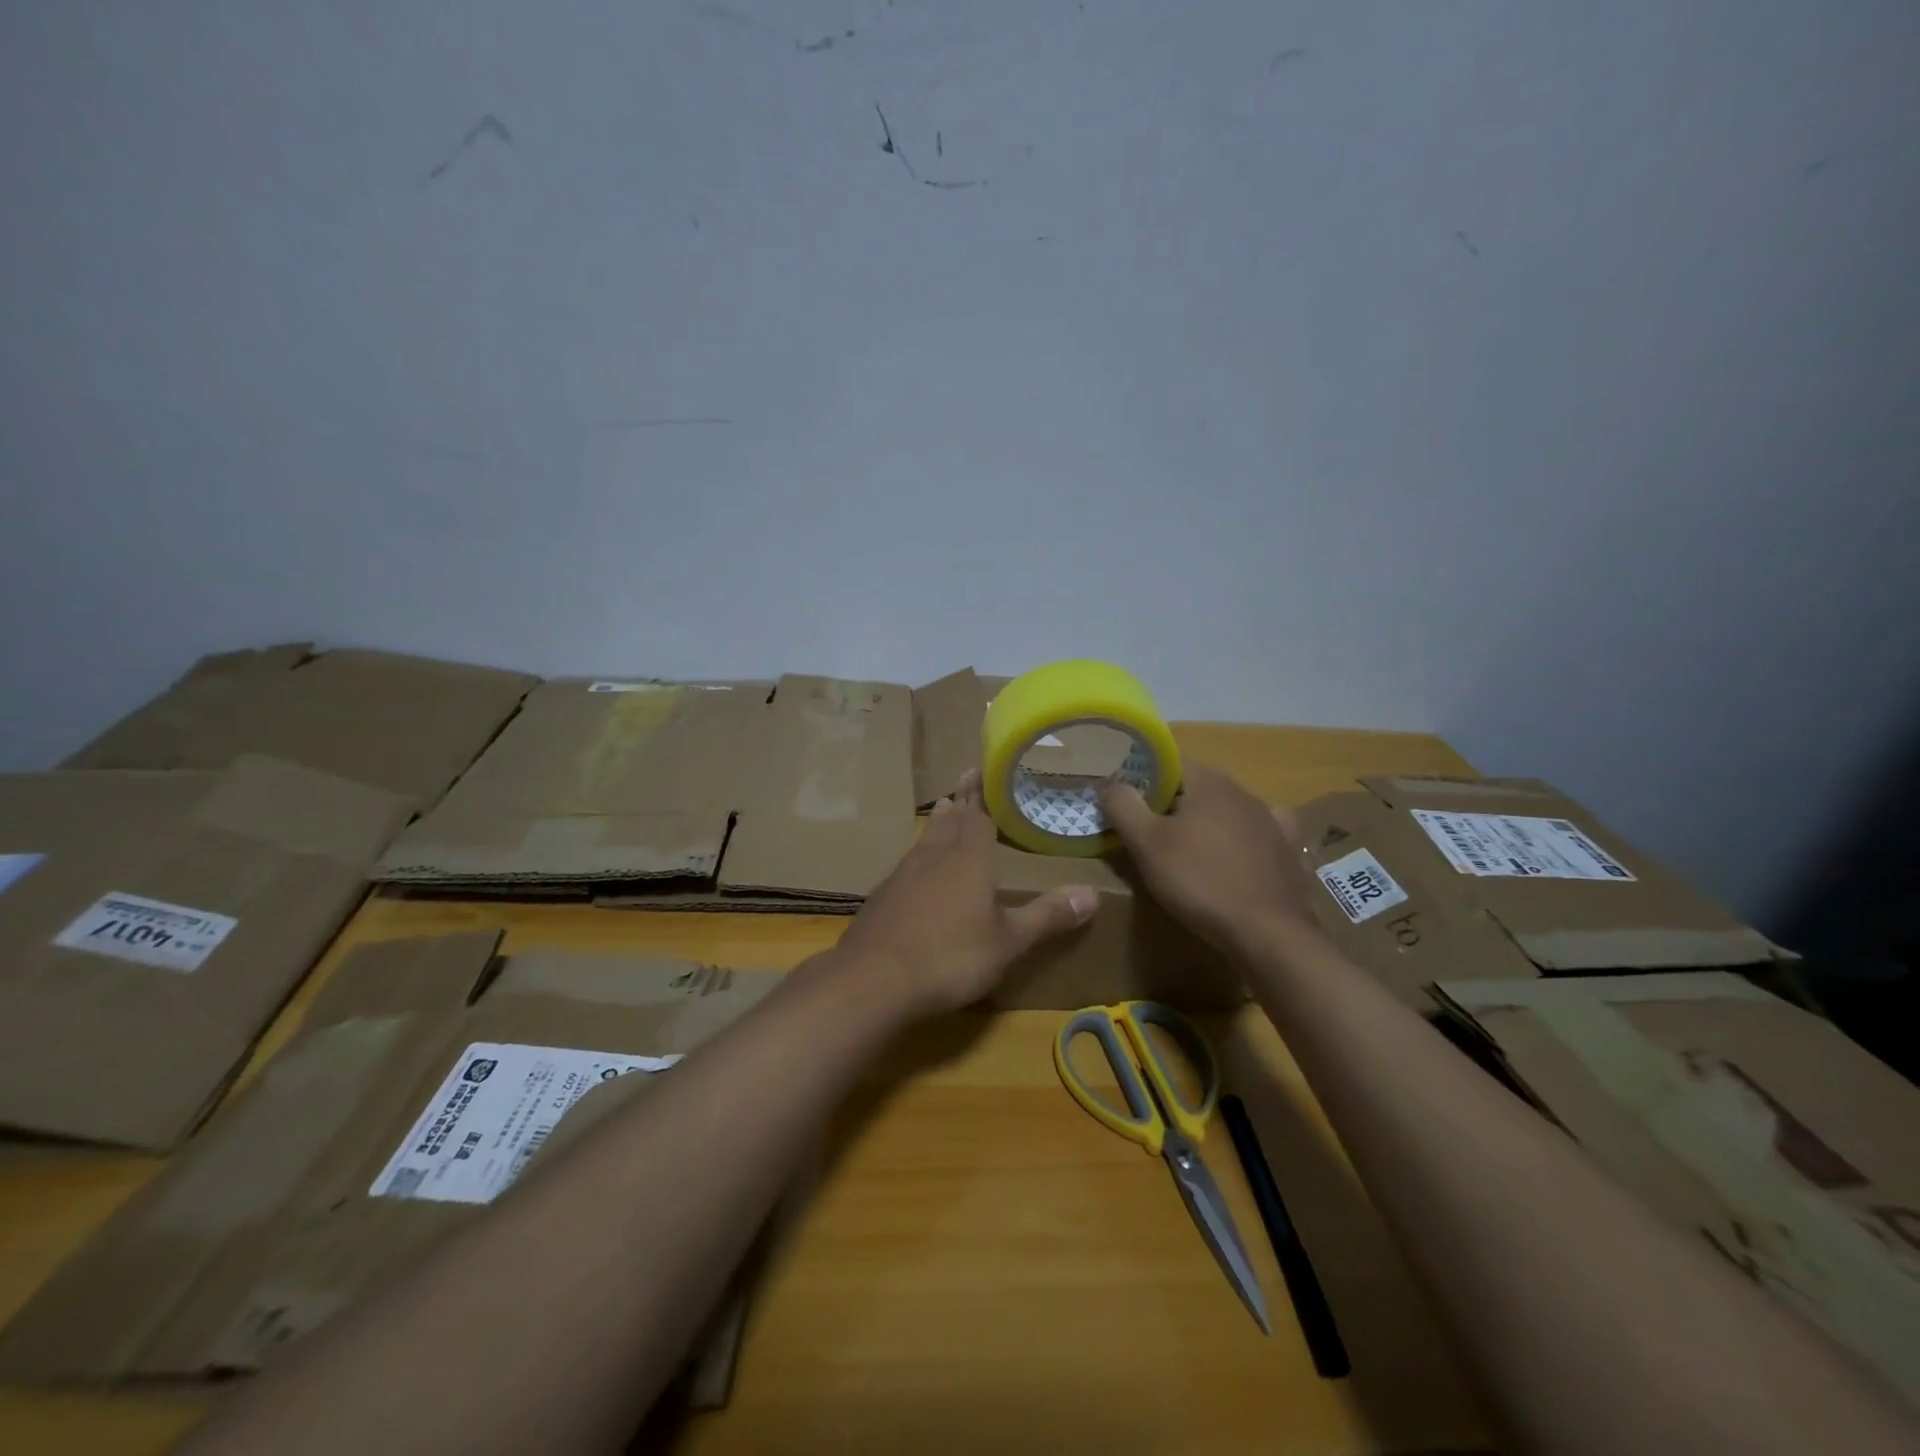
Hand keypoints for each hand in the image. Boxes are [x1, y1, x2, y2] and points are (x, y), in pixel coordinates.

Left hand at [833, 771, 1098, 1016]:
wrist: (874, 979)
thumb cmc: (950, 956)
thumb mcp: (1008, 942)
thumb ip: (1047, 916)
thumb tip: (1093, 893)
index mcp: (969, 858)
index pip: (979, 815)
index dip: (983, 794)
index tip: (983, 769)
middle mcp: (935, 855)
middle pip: (951, 820)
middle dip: (962, 800)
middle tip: (966, 778)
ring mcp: (904, 873)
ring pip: (927, 837)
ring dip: (939, 821)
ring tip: (945, 807)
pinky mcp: (884, 894)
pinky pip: (909, 861)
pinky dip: (920, 851)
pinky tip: (917, 865)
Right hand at [1099, 762, 1320, 956]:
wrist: (1269, 933)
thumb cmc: (1200, 881)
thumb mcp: (1146, 844)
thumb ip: (1123, 805)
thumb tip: (1109, 781)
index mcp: (1209, 782)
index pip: (1168, 763)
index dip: (1142, 780)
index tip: (1125, 805)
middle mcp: (1244, 792)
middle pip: (1196, 787)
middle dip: (1170, 805)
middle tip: (1146, 833)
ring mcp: (1270, 821)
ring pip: (1225, 811)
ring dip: (1204, 823)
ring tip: (1185, 852)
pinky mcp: (1286, 850)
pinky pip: (1257, 835)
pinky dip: (1242, 840)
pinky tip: (1235, 856)